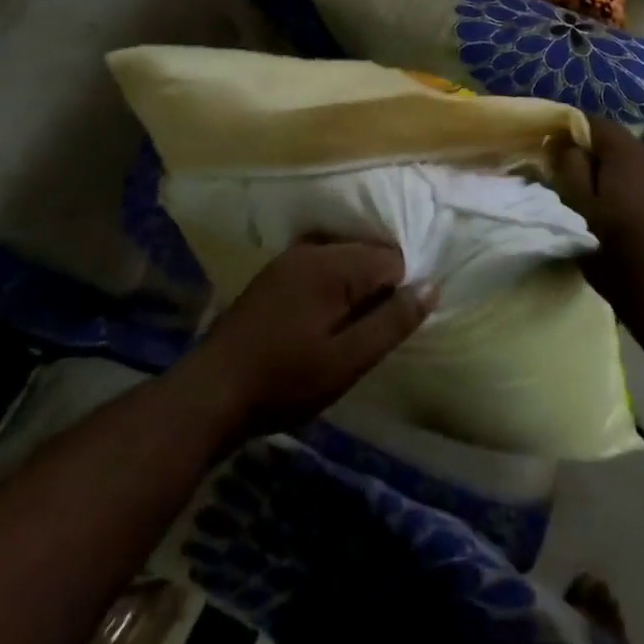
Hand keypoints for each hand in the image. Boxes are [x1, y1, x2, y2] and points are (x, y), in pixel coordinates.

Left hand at [181, 241, 435, 439]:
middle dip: (377, 288)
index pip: (391, 258)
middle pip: (367, 254)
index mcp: (331, 264)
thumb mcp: (348, 360)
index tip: (386, 330)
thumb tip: (432, 285)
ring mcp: (287, 261)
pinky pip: (319, 268)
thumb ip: (392, 321)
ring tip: (346, 334)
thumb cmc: (285, 380)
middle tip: (367, 336)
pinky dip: (331, 289)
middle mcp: (310, 250)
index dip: (399, 293)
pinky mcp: (272, 277)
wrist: (210, 394)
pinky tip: (320, 324)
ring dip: (354, 290)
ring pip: (343, 261)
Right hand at [555, 116, 643, 336]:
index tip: (559, 155)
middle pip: (622, 146)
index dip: (574, 133)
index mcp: (629, 154)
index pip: (596, 123)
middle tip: (582, 189)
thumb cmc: (616, 254)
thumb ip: (569, 168)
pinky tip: (641, 225)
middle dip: (600, 161)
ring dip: (626, 180)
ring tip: (612, 209)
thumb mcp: (577, 211)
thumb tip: (566, 143)